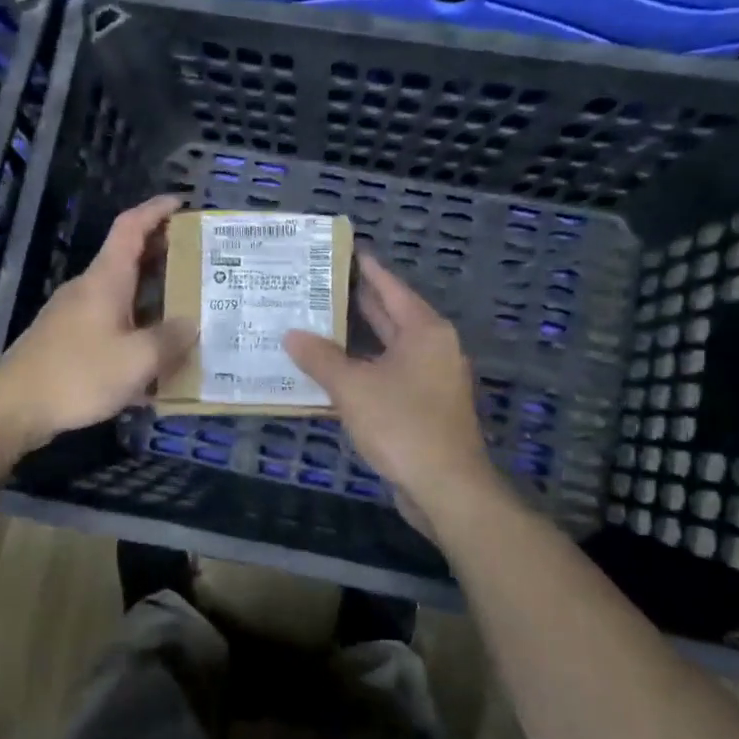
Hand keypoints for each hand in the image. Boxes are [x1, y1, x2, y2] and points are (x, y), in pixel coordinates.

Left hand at [0, 194, 195, 454]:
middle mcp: (88, 289)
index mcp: (105, 280)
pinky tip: (153, 359)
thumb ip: (170, 340)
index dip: (156, 210)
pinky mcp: (67, 341)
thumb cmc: (78, 374)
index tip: (182, 203)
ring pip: (120, 295)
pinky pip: (110, 324)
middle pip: (128, 259)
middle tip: (200, 264)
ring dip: (152, 298)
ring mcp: (74, 315)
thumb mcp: (136, 360)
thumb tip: (192, 324)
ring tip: (187, 311)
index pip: (131, 227)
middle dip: (163, 257)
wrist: (13, 407)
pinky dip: (135, 329)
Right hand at [284, 252, 500, 537]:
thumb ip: (320, 358)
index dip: (366, 269)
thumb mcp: (353, 387)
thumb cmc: (402, 425)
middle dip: (357, 302)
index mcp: (424, 331)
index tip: (343, 251)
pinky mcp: (426, 407)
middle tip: (319, 285)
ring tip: (318, 323)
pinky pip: (390, 375)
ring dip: (357, 339)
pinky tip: (335, 371)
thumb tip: (292, 335)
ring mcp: (432, 379)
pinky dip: (364, 368)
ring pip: (389, 348)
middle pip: (391, 315)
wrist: (447, 487)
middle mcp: (433, 348)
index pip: (390, 288)